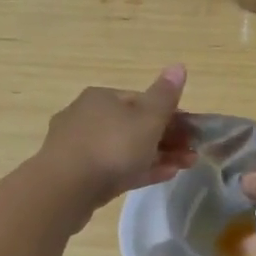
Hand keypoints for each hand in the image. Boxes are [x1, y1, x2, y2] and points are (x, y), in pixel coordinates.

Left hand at [36, 65, 195, 208]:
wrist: (64, 189)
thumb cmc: (111, 146)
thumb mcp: (147, 118)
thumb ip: (165, 95)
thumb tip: (179, 65)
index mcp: (102, 97)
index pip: (142, 100)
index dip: (171, 114)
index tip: (191, 131)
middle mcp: (87, 116)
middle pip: (134, 125)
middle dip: (167, 138)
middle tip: (191, 153)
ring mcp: (80, 146)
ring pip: (126, 148)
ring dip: (157, 155)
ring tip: (184, 167)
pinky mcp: (78, 174)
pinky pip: (115, 168)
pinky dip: (139, 170)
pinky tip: (163, 176)